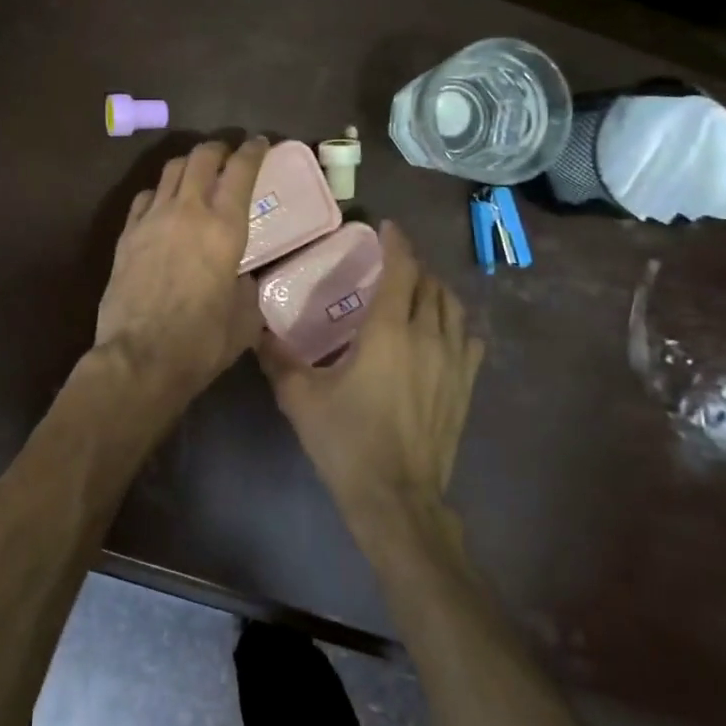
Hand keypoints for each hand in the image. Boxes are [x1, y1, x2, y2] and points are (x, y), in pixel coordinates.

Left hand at [94, 137, 269, 413]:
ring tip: (195, 172)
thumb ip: (246, 289)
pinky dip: (158, 192)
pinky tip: (161, 204)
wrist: (139, 358)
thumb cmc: (201, 343)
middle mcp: (188, 211)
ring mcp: (151, 220)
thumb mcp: (244, 320)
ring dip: (187, 164)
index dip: (253, 151)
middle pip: (201, 157)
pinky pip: (144, 198)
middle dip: (218, 148)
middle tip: (227, 153)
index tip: (260, 142)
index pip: (241, 171)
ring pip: (170, 171)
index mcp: (225, 228)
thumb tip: (239, 278)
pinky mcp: (126, 235)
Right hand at [259, 221, 483, 533]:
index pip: (402, 271)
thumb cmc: (346, 442)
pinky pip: (469, 340)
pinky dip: (455, 323)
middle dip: (414, 266)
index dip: (396, 243)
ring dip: (436, 291)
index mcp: (388, 332)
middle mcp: (427, 338)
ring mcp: (453, 363)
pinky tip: (441, 331)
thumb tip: (256, 331)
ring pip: (454, 309)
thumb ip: (277, 359)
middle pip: (431, 285)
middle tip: (392, 263)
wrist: (396, 498)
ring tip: (416, 290)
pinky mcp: (465, 387)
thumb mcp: (300, 398)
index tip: (386, 227)